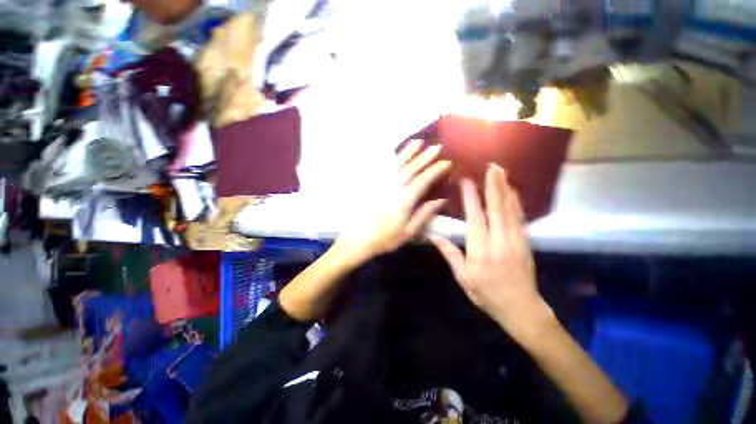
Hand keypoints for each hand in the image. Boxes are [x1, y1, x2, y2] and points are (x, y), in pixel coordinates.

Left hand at [335, 140, 450, 260]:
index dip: (435, 170)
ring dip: (408, 152)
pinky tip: (396, 155)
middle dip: (425, 157)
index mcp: (404, 199)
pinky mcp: (373, 185)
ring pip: (397, 164)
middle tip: (436, 147)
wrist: (358, 239)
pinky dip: (392, 160)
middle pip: (411, 168)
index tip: (446, 162)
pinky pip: (384, 169)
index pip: (423, 180)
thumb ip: (424, 214)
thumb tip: (441, 201)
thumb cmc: (385, 238)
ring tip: (417, 142)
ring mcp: (381, 184)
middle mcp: (393, 187)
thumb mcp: (408, 231)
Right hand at [429, 164, 554, 342]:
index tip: (467, 181)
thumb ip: (449, 253)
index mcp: (480, 250)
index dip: (471, 197)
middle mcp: (499, 241)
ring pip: (511, 209)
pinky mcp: (525, 241)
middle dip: (494, 185)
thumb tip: (432, 235)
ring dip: (506, 188)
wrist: (520, 307)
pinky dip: (516, 201)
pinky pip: (520, 217)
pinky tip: (513, 191)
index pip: (475, 218)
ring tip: (502, 172)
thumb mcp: (462, 276)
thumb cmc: (486, 293)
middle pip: (497, 208)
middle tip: (492, 166)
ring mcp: (516, 240)